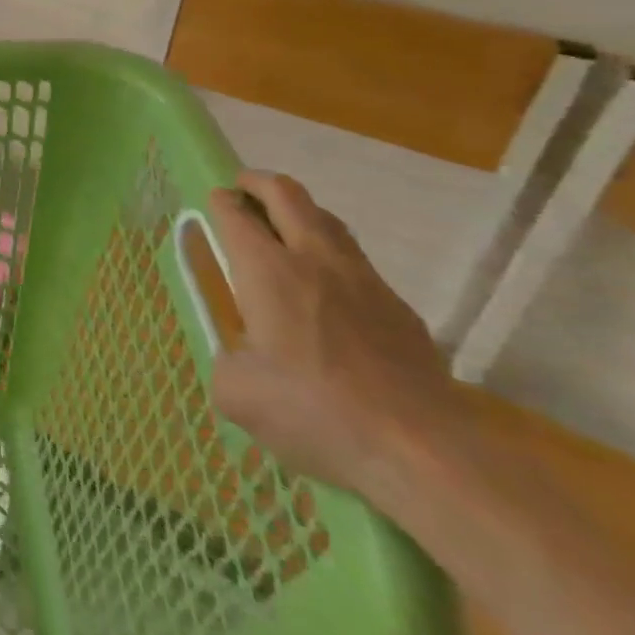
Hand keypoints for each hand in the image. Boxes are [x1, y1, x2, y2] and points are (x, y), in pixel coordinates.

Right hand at [207, 170, 467, 496]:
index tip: (213, 202)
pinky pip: (358, 264)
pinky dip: (332, 257)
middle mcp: (314, 261)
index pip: (236, 214)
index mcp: (267, 271)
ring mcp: (365, 282)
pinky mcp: (400, 310)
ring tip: (284, 228)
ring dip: (300, 213)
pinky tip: (327, 290)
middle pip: (287, 195)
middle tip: (242, 189)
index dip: (220, 201)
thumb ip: (226, 363)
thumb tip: (238, 362)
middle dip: (258, 183)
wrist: (421, 451)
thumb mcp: (237, 393)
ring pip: (328, 221)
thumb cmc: (313, 412)